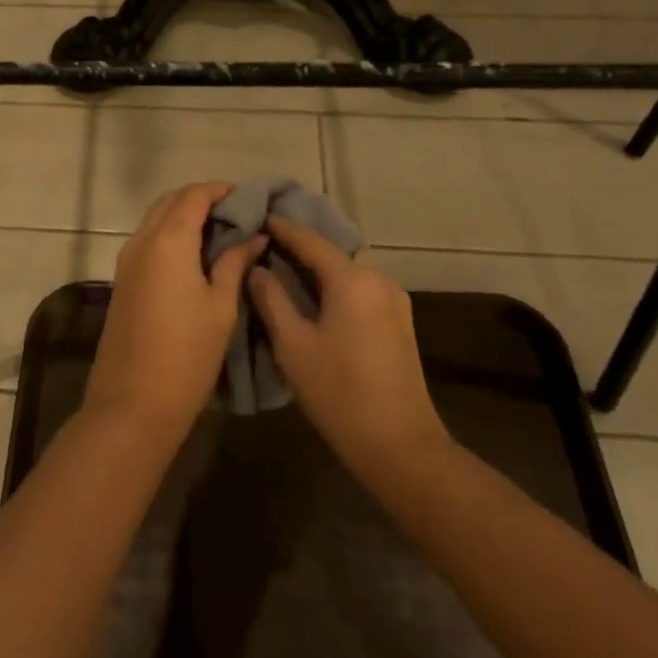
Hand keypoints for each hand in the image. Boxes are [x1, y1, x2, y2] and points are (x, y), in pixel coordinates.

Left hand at [87, 182, 265, 438]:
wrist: (133, 402)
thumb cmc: (187, 354)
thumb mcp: (221, 306)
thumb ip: (235, 263)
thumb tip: (254, 237)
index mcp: (167, 240)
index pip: (193, 196)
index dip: (221, 191)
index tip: (248, 199)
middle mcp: (141, 242)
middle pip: (169, 202)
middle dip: (200, 200)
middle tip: (235, 215)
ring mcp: (126, 262)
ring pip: (154, 222)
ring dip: (183, 218)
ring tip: (220, 235)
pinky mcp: (122, 282)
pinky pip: (147, 243)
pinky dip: (170, 238)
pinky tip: (195, 258)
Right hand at [247, 215, 446, 480]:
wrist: (398, 442)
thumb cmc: (338, 391)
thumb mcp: (293, 344)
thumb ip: (271, 299)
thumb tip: (257, 269)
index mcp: (351, 279)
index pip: (310, 240)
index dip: (283, 228)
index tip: (259, 214)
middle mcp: (378, 279)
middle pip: (334, 250)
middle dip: (303, 243)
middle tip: (268, 242)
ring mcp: (394, 300)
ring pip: (350, 268)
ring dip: (322, 265)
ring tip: (288, 268)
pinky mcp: (399, 321)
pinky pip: (363, 287)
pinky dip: (338, 282)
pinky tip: (318, 296)